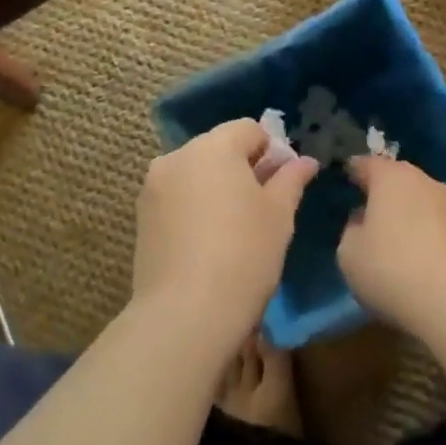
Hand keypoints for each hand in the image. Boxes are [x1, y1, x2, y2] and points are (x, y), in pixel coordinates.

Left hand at [132, 119, 318, 350]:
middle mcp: (177, 156)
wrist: (184, 315)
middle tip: (262, 208)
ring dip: (216, 187)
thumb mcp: (279, 215)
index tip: (281, 185)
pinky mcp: (141, 217)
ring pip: (196, 173)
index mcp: (214, 147)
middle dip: (242, 168)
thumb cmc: (244, 255)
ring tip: (233, 228)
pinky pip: (176, 198)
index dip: (271, 151)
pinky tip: (207, 243)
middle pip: (219, 148)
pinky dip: (194, 207)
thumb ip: (291, 179)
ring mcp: (153, 187)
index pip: (249, 129)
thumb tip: (304, 161)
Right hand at [339, 156, 445, 336]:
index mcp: (390, 177)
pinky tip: (424, 259)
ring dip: (410, 214)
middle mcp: (423, 181)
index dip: (353, 171)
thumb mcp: (349, 255)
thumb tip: (363, 222)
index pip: (366, 164)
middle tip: (369, 212)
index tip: (345, 180)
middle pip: (398, 179)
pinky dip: (430, 234)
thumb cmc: (393, 270)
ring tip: (398, 240)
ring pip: (422, 200)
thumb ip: (351, 230)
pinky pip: (440, 225)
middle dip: (384, 192)